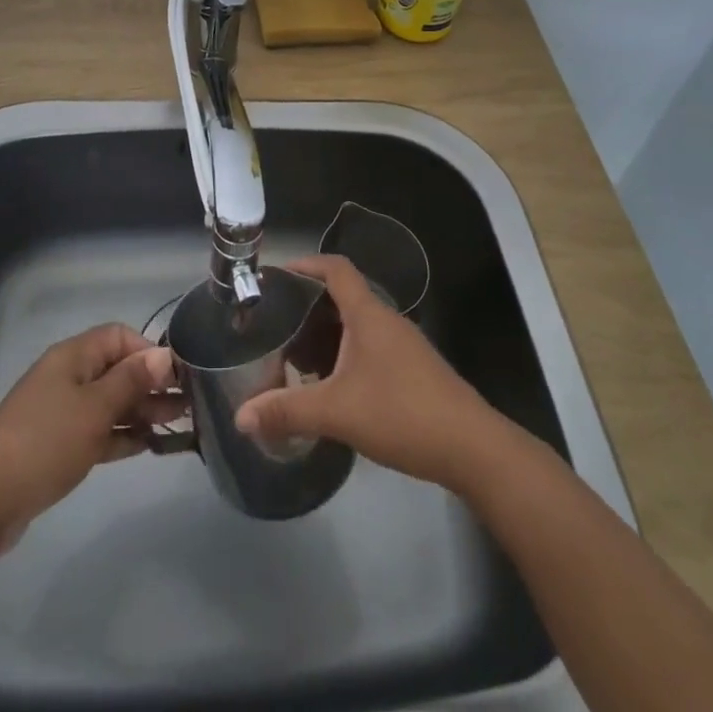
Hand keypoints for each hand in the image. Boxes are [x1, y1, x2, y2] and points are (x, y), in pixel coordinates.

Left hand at [0, 324, 177, 553]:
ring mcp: (61, 412)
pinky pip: (98, 430)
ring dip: (141, 411)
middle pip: (117, 370)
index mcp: (73, 357)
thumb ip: (132, 381)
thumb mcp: (95, 408)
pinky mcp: (57, 446)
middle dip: (151, 384)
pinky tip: (147, 446)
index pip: (119, 336)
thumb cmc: (44, 442)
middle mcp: (68, 377)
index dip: (149, 351)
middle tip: (188, 404)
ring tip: (178, 425)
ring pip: (110, 402)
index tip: (177, 375)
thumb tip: (165, 355)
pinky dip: (121, 435)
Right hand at [235, 255, 502, 490]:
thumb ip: (287, 411)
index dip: (306, 263)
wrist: (472, 448)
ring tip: (296, 360)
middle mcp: (386, 321)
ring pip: (356, 326)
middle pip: (342, 296)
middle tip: (276, 326)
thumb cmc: (402, 413)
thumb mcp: (337, 412)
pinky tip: (332, 388)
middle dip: (307, 307)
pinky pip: (369, 349)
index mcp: (368, 314)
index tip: (276, 275)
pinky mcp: (412, 371)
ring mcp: (403, 346)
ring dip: (326, 335)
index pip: (336, 268)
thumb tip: (240, 417)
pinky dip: (344, 356)